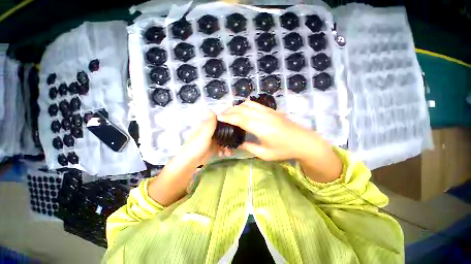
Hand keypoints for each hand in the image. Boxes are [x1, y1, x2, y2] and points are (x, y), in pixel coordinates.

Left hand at [148, 111, 227, 205]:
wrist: (190, 162)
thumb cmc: (197, 146)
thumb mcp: (204, 134)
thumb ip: (209, 123)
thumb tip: (211, 109)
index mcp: (207, 126)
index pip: (219, 121)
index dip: (227, 122)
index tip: (235, 126)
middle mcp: (210, 132)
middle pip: (223, 131)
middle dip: (229, 137)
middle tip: (234, 142)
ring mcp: (212, 140)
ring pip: (223, 139)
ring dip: (227, 145)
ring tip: (229, 152)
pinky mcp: (213, 147)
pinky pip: (221, 147)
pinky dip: (224, 150)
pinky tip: (224, 155)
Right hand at [217, 101, 341, 181]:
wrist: (304, 141)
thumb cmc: (284, 150)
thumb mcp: (264, 153)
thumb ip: (249, 147)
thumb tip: (238, 143)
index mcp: (259, 127)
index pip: (239, 119)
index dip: (227, 117)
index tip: (218, 117)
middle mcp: (262, 116)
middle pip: (241, 109)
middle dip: (229, 111)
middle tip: (222, 115)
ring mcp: (268, 111)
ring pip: (248, 104)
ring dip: (237, 107)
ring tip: (231, 113)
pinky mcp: (272, 110)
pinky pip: (255, 104)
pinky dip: (246, 105)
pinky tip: (244, 110)